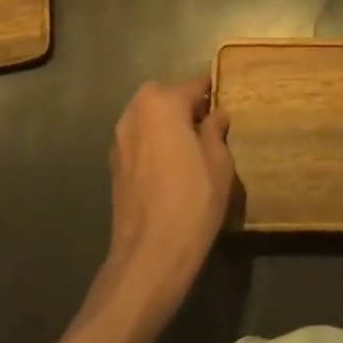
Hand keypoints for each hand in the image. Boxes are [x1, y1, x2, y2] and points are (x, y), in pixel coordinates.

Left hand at [96, 77, 233, 325]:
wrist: (149, 257)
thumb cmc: (192, 200)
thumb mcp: (219, 161)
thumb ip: (215, 130)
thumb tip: (216, 114)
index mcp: (161, 102)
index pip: (194, 85)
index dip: (213, 92)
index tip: (228, 99)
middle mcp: (134, 113)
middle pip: (167, 98)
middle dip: (187, 108)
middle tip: (211, 128)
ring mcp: (120, 140)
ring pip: (152, 120)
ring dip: (169, 127)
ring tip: (193, 150)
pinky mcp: (114, 167)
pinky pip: (141, 142)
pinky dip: (156, 146)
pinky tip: (173, 169)